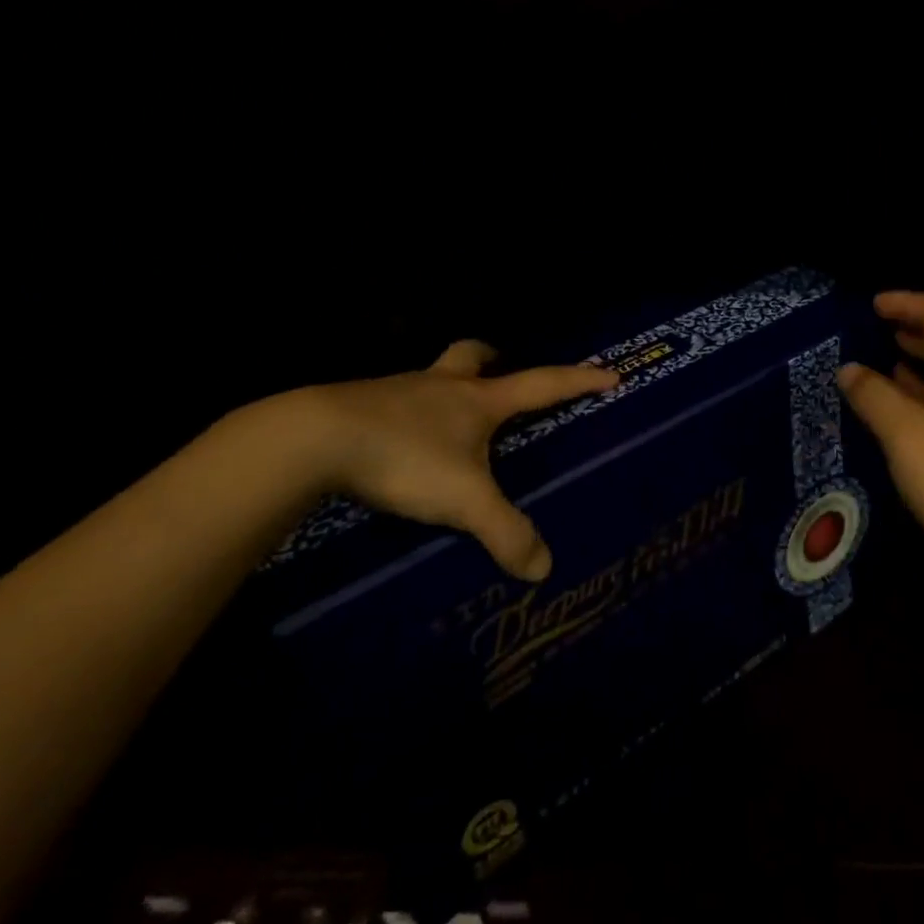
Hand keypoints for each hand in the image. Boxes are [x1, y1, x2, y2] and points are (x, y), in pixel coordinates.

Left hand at [295, 341, 616, 580]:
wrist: (313, 439)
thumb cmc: (405, 457)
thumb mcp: (464, 500)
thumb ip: (506, 532)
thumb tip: (543, 569)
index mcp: (478, 400)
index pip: (543, 384)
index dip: (579, 380)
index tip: (609, 373)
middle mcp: (442, 386)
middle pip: (473, 354)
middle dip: (492, 357)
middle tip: (500, 369)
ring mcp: (398, 391)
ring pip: (431, 376)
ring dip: (446, 386)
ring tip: (448, 417)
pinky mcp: (360, 406)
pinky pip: (394, 402)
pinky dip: (406, 414)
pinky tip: (399, 442)